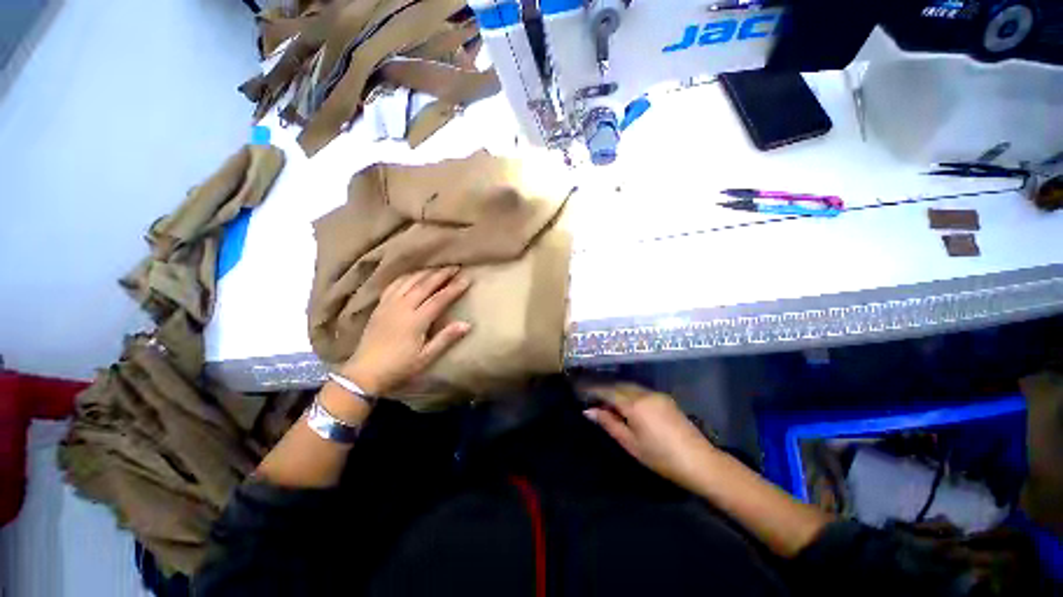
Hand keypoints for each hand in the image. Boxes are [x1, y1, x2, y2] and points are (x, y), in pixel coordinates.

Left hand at [342, 266, 471, 394]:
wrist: (364, 373)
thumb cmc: (399, 367)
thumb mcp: (426, 357)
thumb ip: (446, 338)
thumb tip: (467, 324)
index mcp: (416, 321)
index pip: (439, 299)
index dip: (454, 288)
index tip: (466, 279)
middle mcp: (402, 307)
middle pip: (424, 285)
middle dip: (441, 274)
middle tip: (455, 266)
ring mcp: (389, 305)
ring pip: (409, 281)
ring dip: (425, 272)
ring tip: (437, 267)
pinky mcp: (379, 306)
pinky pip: (393, 285)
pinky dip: (405, 277)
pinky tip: (412, 275)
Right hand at [583, 383, 718, 490]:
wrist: (700, 462)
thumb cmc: (661, 458)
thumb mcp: (630, 444)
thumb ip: (609, 424)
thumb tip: (589, 411)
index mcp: (634, 404)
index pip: (607, 391)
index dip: (593, 390)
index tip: (580, 391)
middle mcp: (644, 393)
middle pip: (618, 385)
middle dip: (604, 389)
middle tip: (591, 396)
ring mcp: (656, 394)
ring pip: (629, 386)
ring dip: (616, 389)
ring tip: (605, 400)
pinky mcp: (664, 398)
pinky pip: (640, 390)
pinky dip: (628, 392)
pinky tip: (625, 403)